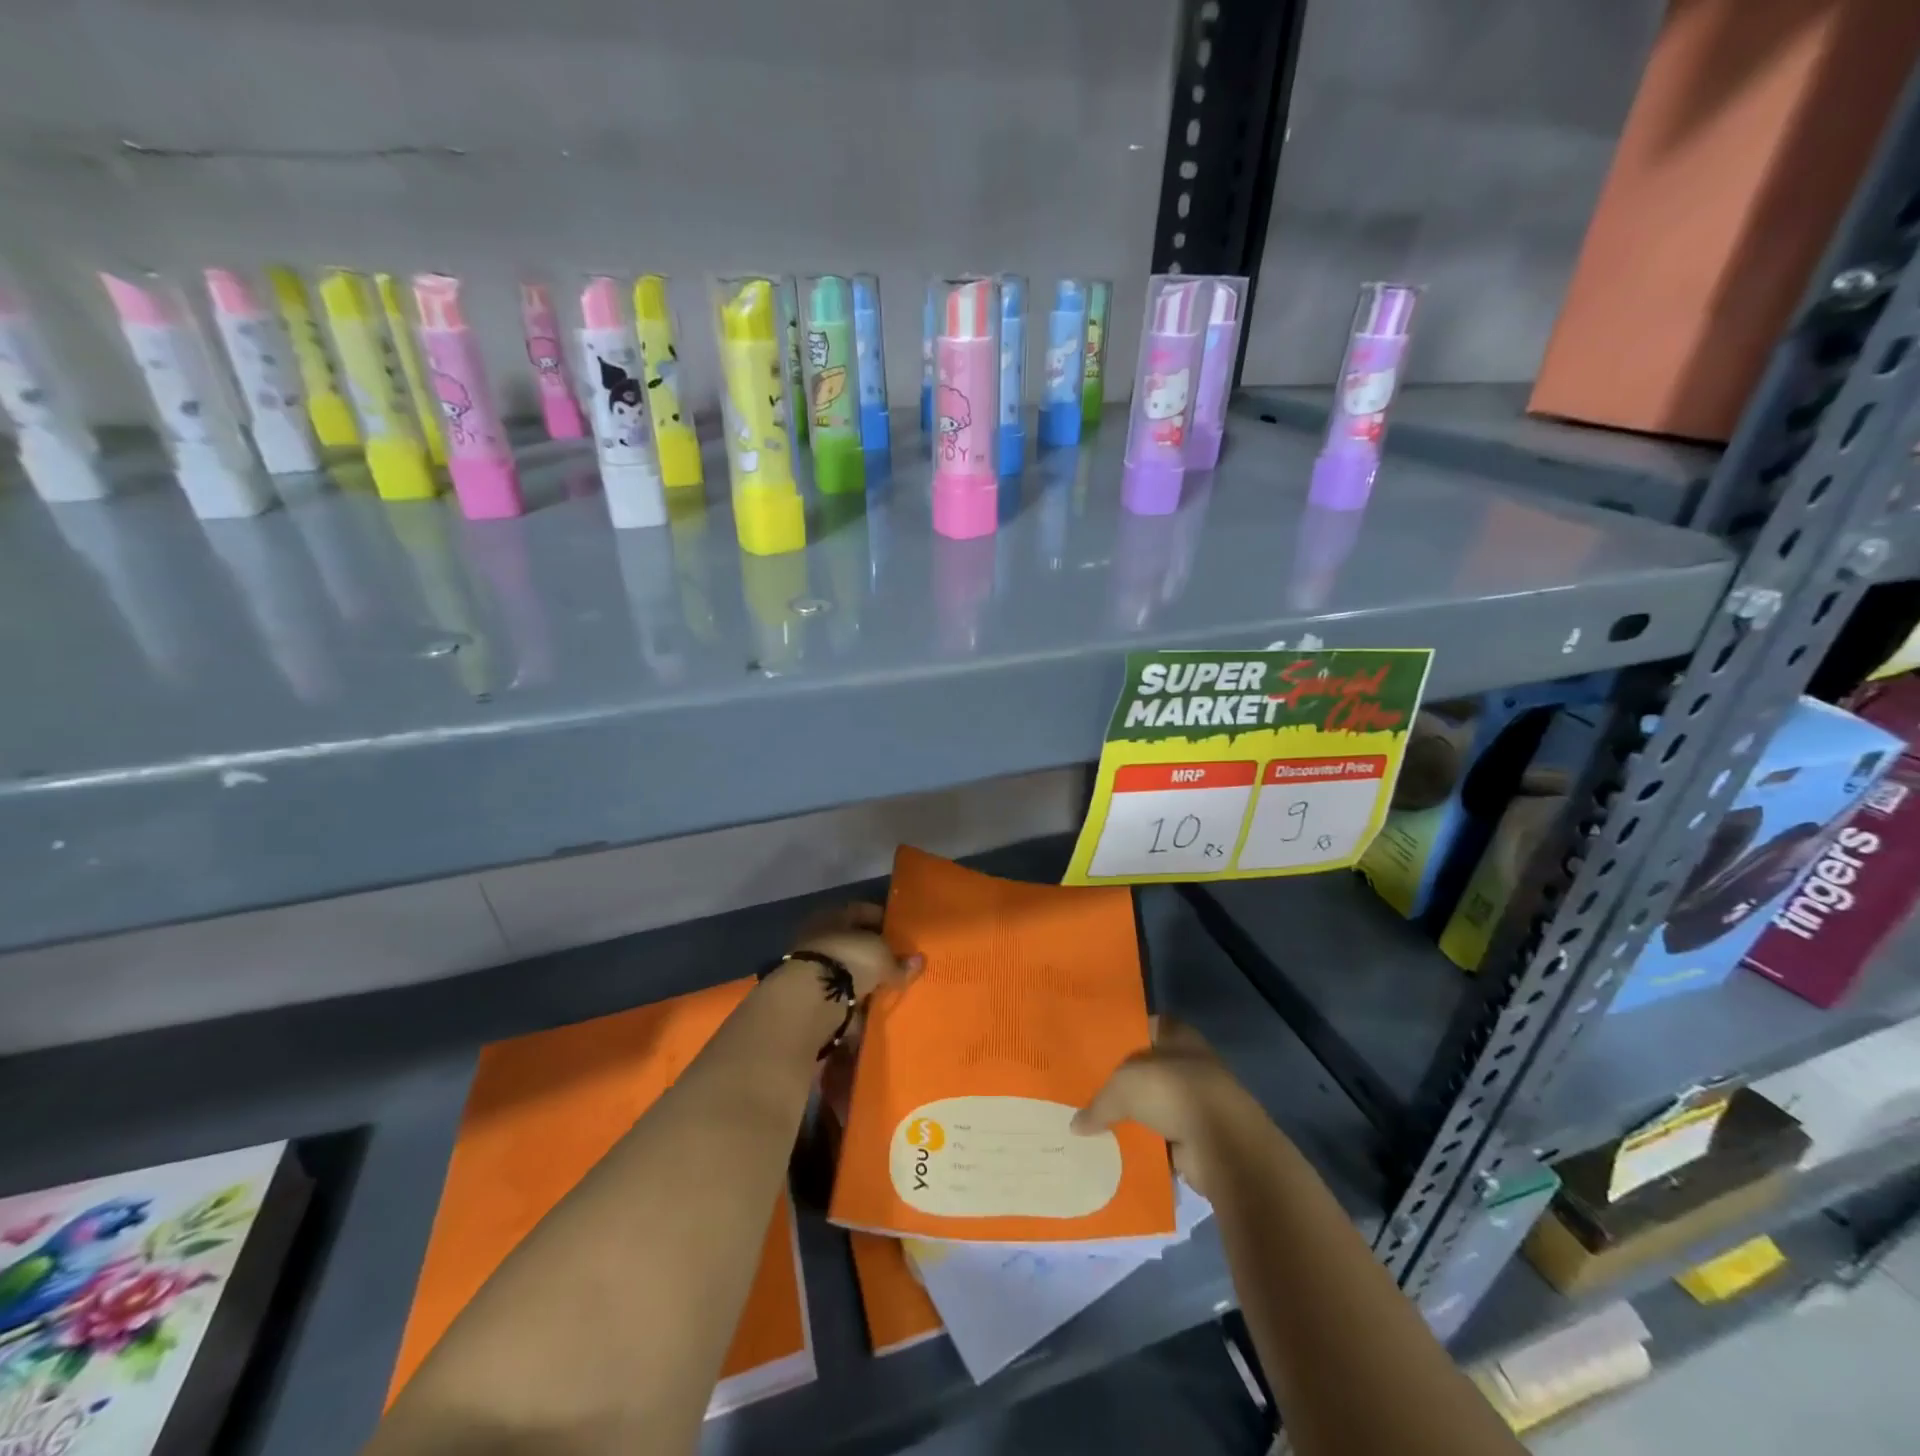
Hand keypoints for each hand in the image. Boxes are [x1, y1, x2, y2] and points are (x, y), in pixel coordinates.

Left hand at [759, 903, 922, 1060]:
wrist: (810, 999)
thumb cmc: (850, 961)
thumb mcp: (882, 958)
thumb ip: (900, 962)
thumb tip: (919, 960)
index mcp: (836, 915)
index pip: (863, 911)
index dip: (883, 920)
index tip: (900, 933)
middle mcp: (821, 934)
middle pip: (852, 940)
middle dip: (872, 951)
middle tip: (894, 961)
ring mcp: (812, 964)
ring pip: (843, 966)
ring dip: (860, 976)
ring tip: (884, 986)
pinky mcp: (808, 993)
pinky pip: (837, 991)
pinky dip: (851, 997)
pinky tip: (867, 1004)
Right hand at [1071, 1019, 1273, 1197]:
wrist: (1223, 1143)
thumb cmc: (1172, 1091)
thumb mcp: (1123, 1087)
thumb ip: (1099, 1103)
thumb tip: (1076, 1125)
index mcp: (1175, 1034)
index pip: (1141, 1028)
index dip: (1117, 1038)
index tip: (1090, 1051)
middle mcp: (1187, 1062)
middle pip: (1146, 1069)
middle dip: (1122, 1083)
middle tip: (1087, 1092)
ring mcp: (1196, 1100)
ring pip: (1154, 1105)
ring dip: (1135, 1117)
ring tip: (1096, 1126)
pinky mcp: (1199, 1136)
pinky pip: (1163, 1138)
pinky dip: (1147, 1145)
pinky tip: (1118, 1152)